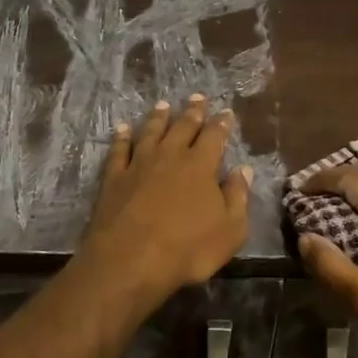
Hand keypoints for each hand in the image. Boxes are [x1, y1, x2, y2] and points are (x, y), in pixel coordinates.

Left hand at [74, 96, 252, 307]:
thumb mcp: (230, 230)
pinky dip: (122, 137)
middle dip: (193, 111)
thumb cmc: (188, 249)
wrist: (130, 261)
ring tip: (163, 105)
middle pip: (183, 127)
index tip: (226, 112)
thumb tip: (243, 170)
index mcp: (201, 165)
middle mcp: (170, 156)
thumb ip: (238, 197)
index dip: (222, 123)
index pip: (214, 136)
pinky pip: (119, 150)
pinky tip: (123, 129)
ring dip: (158, 117)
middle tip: (197, 97)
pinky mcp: (114, 178)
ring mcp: (139, 164)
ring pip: (151, 132)